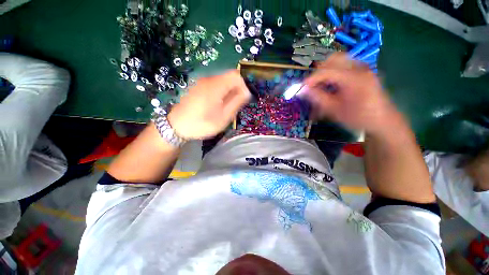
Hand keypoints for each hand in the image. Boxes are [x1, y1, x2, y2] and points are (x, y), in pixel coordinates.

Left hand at [168, 70, 250, 139]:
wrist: (176, 126)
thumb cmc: (202, 124)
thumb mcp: (223, 117)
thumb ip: (236, 103)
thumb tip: (246, 92)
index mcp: (216, 86)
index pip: (236, 75)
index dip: (243, 85)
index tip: (243, 99)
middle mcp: (208, 79)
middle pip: (229, 77)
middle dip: (236, 90)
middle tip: (234, 105)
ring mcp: (201, 82)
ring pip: (222, 82)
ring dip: (228, 92)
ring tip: (224, 107)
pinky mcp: (197, 86)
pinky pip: (214, 85)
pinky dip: (220, 92)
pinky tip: (215, 105)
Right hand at [303, 53, 402, 135]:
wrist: (383, 120)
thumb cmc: (358, 118)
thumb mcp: (334, 110)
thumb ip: (318, 98)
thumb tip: (302, 90)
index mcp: (353, 79)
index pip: (326, 71)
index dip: (311, 79)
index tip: (301, 88)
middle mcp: (359, 68)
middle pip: (333, 59)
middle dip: (319, 71)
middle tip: (312, 85)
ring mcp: (363, 68)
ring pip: (339, 60)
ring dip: (326, 70)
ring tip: (320, 85)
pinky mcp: (364, 71)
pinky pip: (345, 65)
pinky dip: (334, 71)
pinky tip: (332, 84)